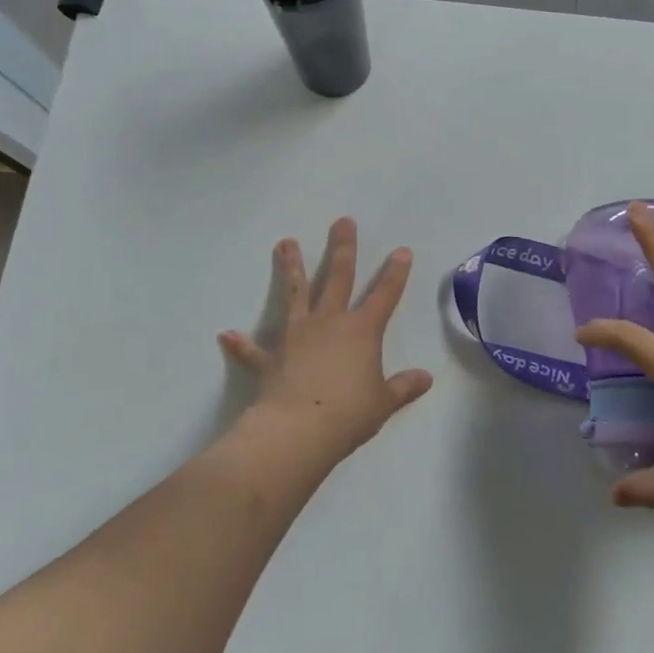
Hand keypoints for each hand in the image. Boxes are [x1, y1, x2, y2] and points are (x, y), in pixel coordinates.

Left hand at [219, 218, 432, 462]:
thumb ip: (403, 387)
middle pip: (338, 277)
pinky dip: (240, 344)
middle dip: (343, 248)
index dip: (396, 273)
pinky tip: (227, 334)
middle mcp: (329, 323)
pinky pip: (252, 350)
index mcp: (362, 331)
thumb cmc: (348, 414)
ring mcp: (297, 336)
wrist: (297, 431)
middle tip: (342, 221)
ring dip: (291, 268)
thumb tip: (426, 378)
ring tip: (285, 243)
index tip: (402, 250)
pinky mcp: (270, 358)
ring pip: (295, 294)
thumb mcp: (383, 403)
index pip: (385, 295)